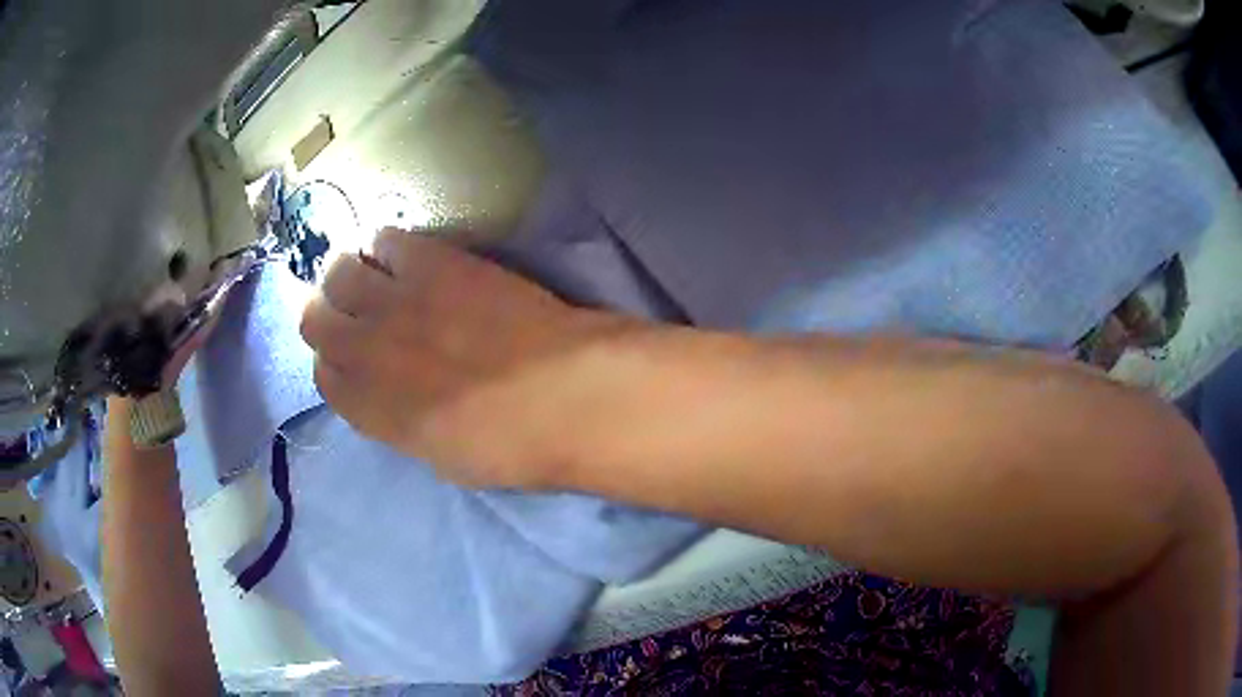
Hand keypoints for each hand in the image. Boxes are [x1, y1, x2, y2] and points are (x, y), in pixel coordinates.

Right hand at [300, 228, 626, 488]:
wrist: (566, 396)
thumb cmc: (513, 446)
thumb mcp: (442, 458)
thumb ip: (401, 422)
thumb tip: (392, 394)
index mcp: (369, 411)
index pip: (324, 376)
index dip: (335, 363)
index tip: (353, 357)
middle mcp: (365, 353)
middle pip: (314, 319)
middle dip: (328, 314)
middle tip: (356, 310)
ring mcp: (395, 302)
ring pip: (339, 272)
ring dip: (351, 274)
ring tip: (378, 278)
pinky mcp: (431, 262)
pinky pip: (386, 239)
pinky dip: (389, 247)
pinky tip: (411, 258)